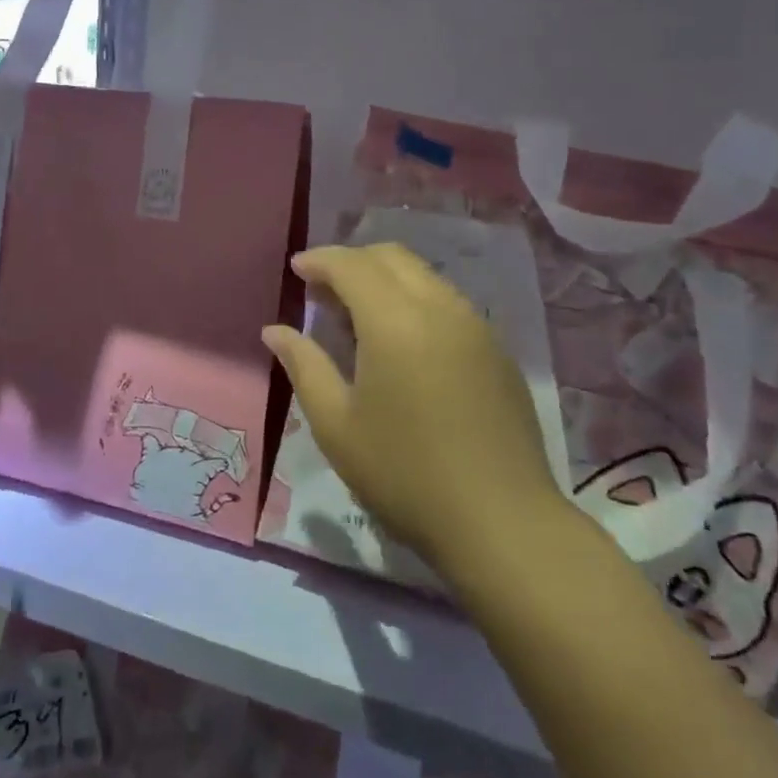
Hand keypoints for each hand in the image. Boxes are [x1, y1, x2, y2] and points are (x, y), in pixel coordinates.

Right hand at [262, 244, 572, 578]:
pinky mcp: (497, 351)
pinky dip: (415, 300)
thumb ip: (303, 366)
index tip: (297, 270)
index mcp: (395, 321)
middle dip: (352, 261)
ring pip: (424, 276)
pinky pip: (448, 302)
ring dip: (386, 279)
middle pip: (392, 257)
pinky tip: (403, 342)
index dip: (320, 260)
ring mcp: (476, 327)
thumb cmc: (404, 474)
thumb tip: (275, 331)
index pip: (352, 265)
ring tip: (358, 316)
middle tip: (323, 290)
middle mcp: (440, 308)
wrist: (501, 521)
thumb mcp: (336, 424)